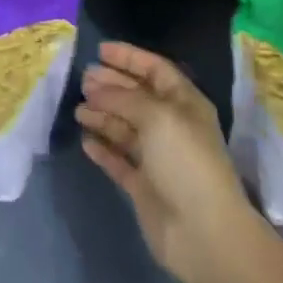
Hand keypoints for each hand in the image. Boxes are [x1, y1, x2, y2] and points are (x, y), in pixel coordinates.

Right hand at [76, 41, 260, 282]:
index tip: (100, 50)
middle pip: (137, 97)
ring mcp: (158, 158)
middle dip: (111, 85)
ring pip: (125, 127)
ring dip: (103, 115)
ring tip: (79, 109)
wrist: (203, 232)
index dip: (129, 57)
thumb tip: (97, 87)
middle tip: (83, 79)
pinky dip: (103, 148)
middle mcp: (172, 126)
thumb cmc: (185, 162)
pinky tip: (86, 140)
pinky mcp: (144, 186)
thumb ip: (124, 97)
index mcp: (184, 104)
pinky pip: (119, 159)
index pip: (155, 69)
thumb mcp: (157, 116)